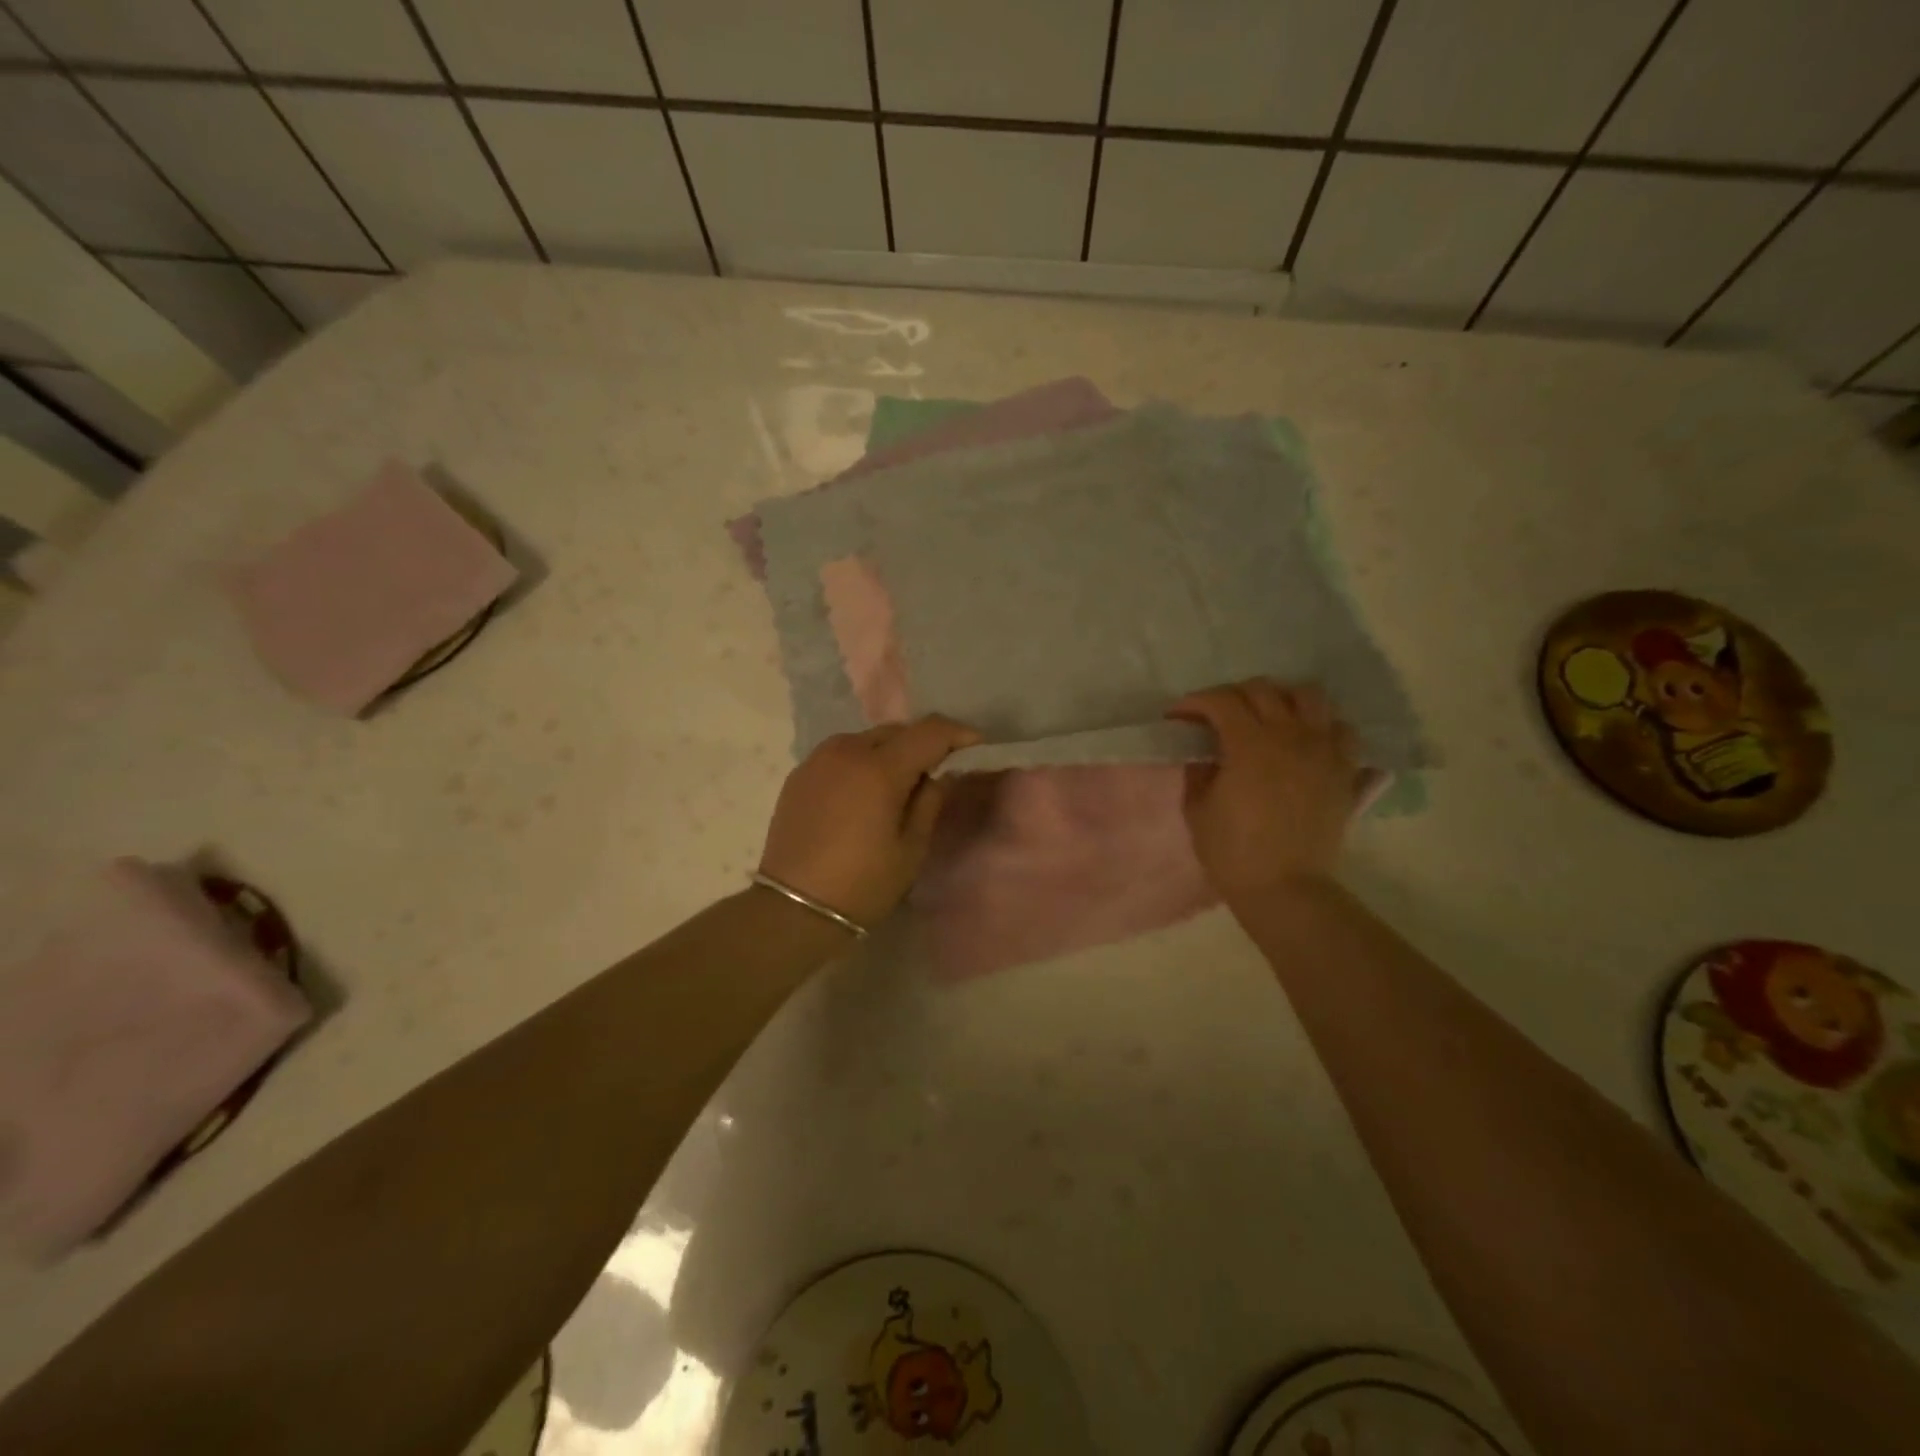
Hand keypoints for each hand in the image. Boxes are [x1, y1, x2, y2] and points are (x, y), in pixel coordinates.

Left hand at [757, 716, 981, 927]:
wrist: (794, 908)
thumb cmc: (863, 884)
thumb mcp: (911, 848)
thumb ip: (929, 801)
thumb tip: (938, 775)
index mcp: (880, 768)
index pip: (929, 731)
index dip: (957, 733)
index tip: (975, 745)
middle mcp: (847, 751)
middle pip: (896, 731)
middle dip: (922, 743)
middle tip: (937, 770)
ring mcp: (818, 760)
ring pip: (866, 739)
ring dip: (889, 751)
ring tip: (898, 783)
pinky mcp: (799, 775)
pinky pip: (840, 754)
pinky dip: (861, 762)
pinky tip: (864, 792)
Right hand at [1168, 680, 1361, 907]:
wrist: (1285, 888)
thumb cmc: (1232, 852)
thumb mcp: (1197, 809)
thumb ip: (1197, 771)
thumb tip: (1203, 753)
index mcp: (1249, 744)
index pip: (1220, 701)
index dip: (1194, 702)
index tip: (1178, 716)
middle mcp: (1290, 736)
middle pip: (1263, 689)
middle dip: (1233, 695)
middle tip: (1217, 716)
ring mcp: (1323, 750)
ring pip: (1309, 696)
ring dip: (1282, 698)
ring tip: (1267, 717)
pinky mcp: (1344, 770)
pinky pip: (1341, 730)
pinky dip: (1322, 726)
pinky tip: (1305, 741)